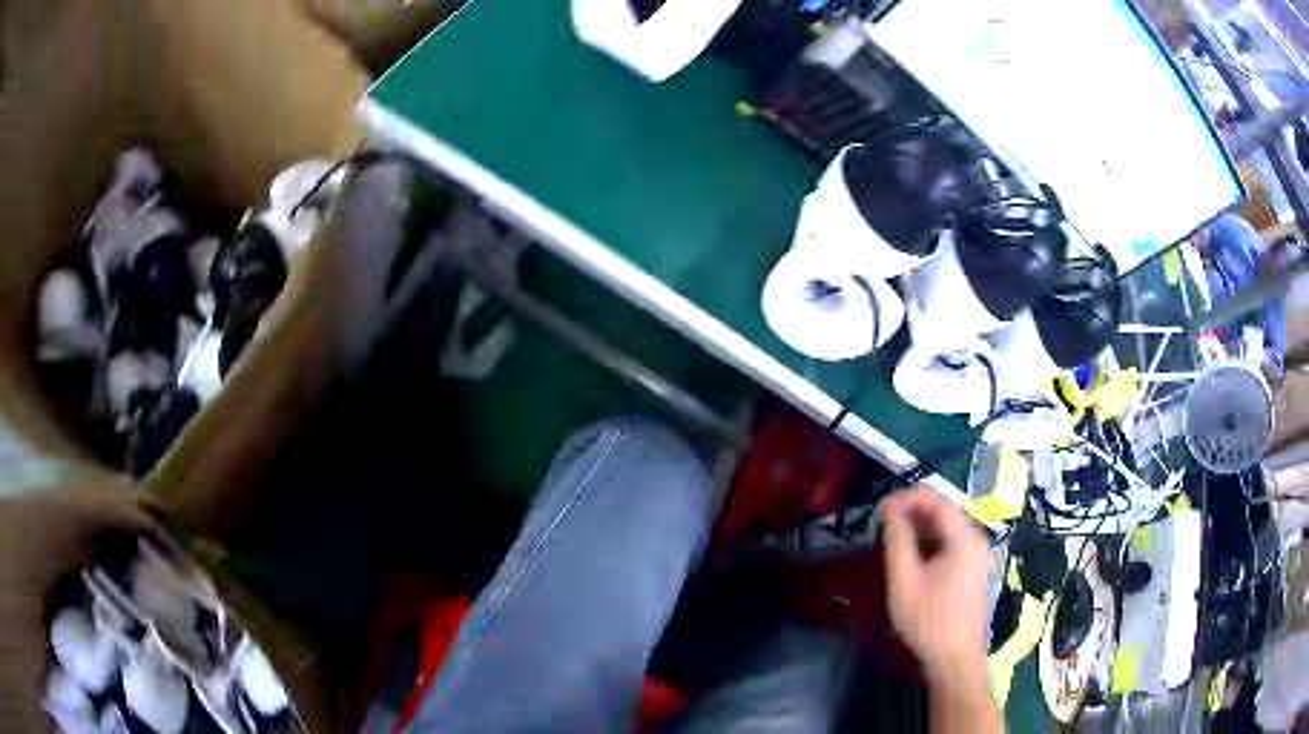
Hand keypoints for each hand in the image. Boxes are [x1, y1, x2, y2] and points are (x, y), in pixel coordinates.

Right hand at [882, 486, 991, 682]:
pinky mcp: (974, 567)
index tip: (881, 508)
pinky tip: (913, 555)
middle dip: (913, 512)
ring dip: (921, 527)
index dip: (908, 498)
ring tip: (894, 538)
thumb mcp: (904, 581)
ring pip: (948, 527)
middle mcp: (977, 539)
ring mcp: (978, 554)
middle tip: (884, 523)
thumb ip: (897, 541)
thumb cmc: (928, 621)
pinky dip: (931, 541)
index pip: (936, 501)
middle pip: (944, 511)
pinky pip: (952, 542)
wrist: (954, 658)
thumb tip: (890, 509)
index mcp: (964, 539)